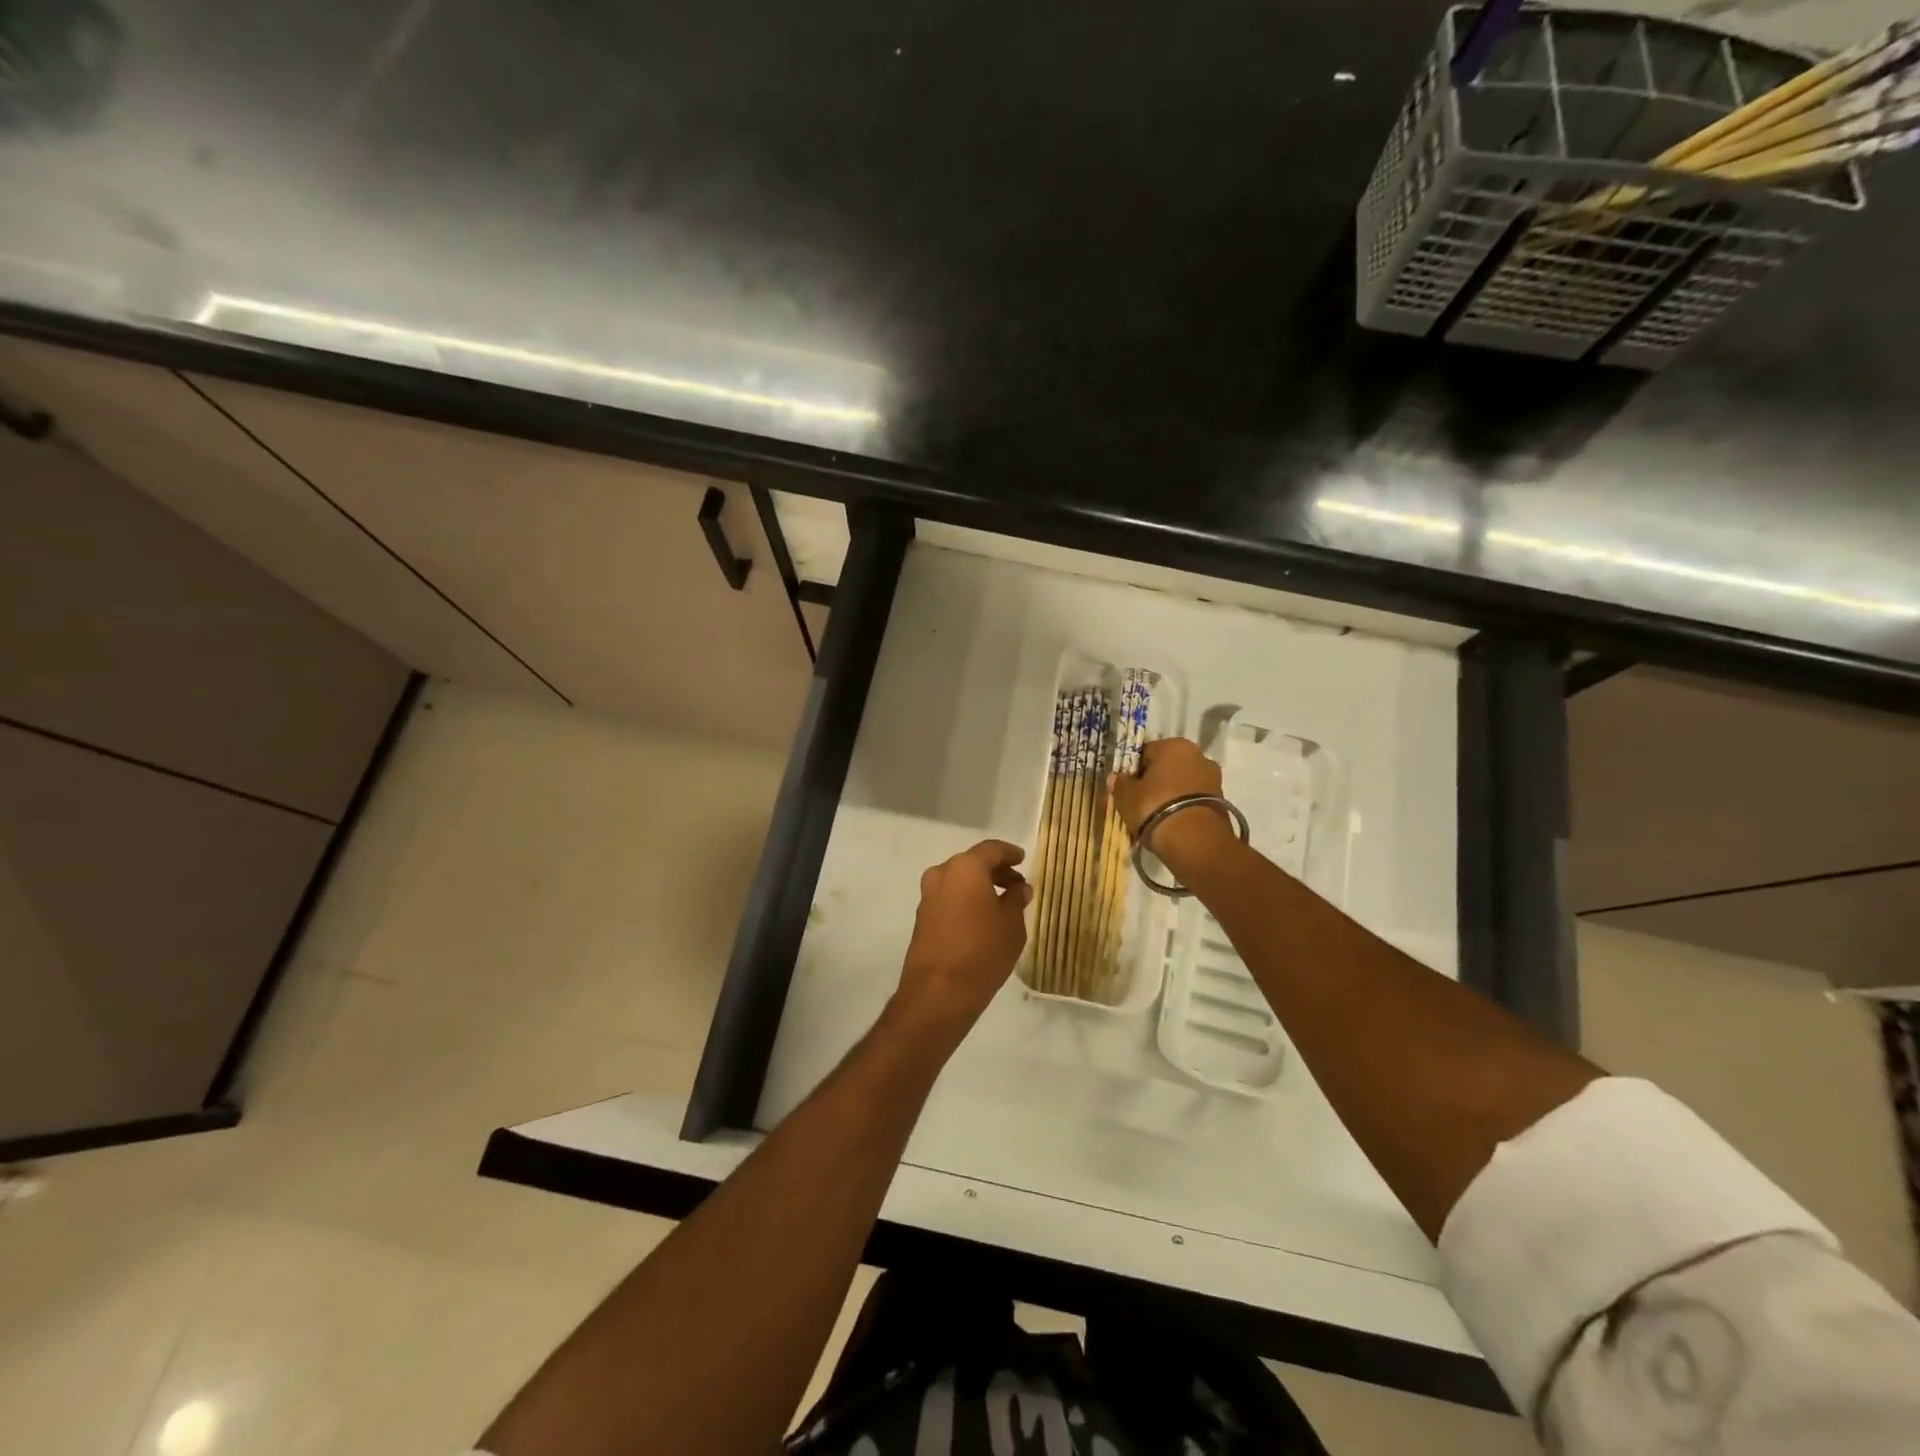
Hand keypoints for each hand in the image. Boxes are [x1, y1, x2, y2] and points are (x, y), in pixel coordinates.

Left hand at [890, 839, 1030, 1045]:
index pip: (991, 849)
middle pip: (972, 863)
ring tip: (1002, 903)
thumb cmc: (983, 952)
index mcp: (966, 868)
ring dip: (979, 886)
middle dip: (995, 871)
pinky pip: (948, 898)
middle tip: (1016, 884)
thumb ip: (1016, 900)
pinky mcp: (922, 917)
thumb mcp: (1012, 925)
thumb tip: (1019, 887)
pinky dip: (965, 899)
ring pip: (958, 880)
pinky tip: (981, 918)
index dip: (1010, 853)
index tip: (1022, 860)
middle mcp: (942, 874)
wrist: (939, 993)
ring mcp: (928, 896)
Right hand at [1108, 738, 1233, 867]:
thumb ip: (1120, 784)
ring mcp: (1213, 778)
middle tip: (1139, 802)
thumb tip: (1116, 778)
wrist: (1195, 841)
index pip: (1146, 752)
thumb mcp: (1126, 796)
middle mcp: (1198, 755)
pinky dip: (1183, 808)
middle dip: (1154, 782)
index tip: (1126, 788)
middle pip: (1167, 767)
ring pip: (1182, 784)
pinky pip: (1193, 799)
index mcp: (1174, 745)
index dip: (1133, 770)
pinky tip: (1171, 824)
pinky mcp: (1222, 801)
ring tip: (1155, 817)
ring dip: (1170, 795)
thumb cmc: (1155, 807)